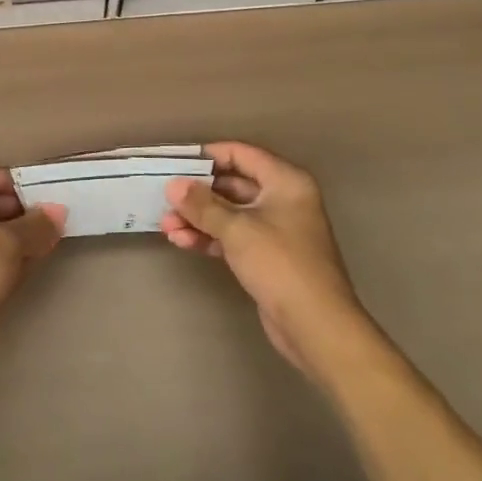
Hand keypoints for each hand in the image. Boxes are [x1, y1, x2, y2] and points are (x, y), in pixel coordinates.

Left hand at [0, 166, 65, 374]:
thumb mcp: (9, 242)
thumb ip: (37, 223)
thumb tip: (57, 212)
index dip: (11, 179)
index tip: (40, 190)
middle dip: (21, 208)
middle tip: (52, 213)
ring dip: (20, 232)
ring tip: (52, 234)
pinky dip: (11, 253)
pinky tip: (39, 256)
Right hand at [163, 142, 369, 382]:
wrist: (316, 326)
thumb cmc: (280, 264)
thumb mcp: (237, 229)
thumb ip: (202, 205)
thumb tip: (173, 186)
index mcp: (285, 181)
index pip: (242, 154)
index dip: (208, 156)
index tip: (177, 163)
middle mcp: (283, 199)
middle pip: (233, 184)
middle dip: (197, 193)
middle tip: (165, 199)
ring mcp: (275, 229)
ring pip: (230, 213)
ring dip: (199, 218)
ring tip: (166, 226)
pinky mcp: (267, 256)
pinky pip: (233, 236)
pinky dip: (209, 237)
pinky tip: (182, 242)